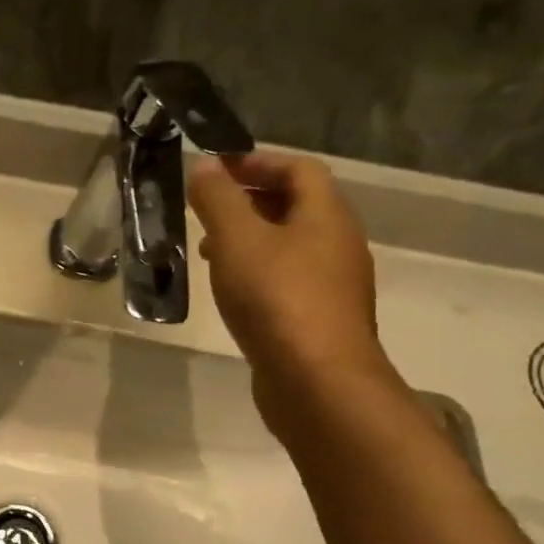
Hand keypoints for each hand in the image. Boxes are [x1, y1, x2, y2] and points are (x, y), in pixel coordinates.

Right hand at [188, 150, 397, 431]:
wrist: (317, 382)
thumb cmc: (277, 299)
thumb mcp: (237, 240)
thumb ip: (219, 199)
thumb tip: (206, 166)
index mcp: (325, 215)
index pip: (298, 168)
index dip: (257, 162)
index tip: (214, 170)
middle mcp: (337, 243)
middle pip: (296, 205)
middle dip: (249, 200)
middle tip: (205, 210)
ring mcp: (332, 284)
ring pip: (289, 245)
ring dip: (250, 239)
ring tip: (208, 251)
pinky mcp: (319, 318)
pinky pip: (287, 279)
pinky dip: (257, 272)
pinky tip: (230, 292)